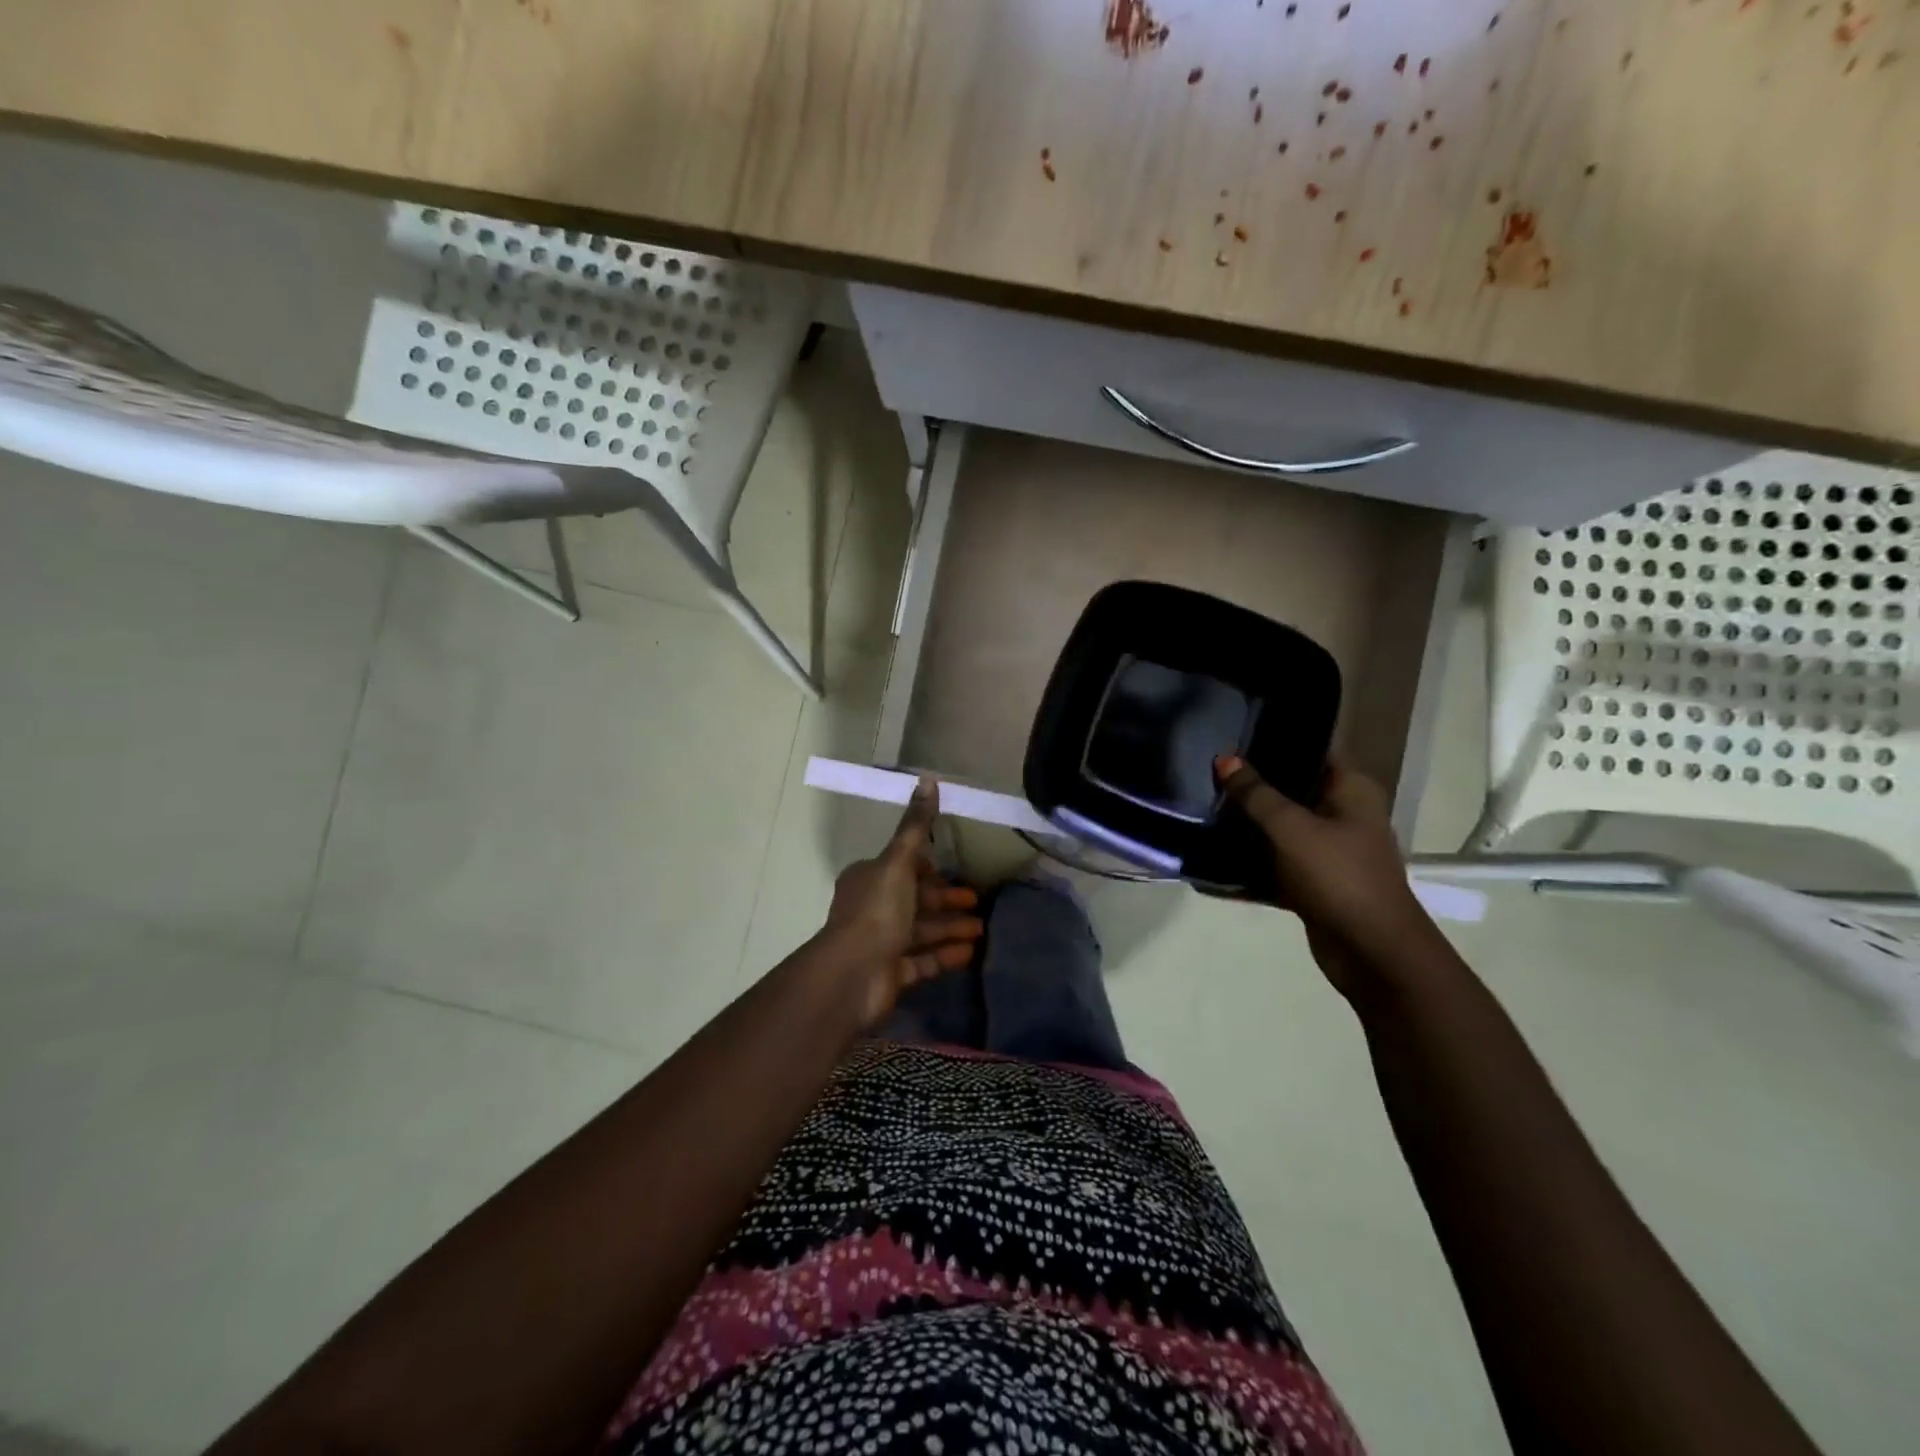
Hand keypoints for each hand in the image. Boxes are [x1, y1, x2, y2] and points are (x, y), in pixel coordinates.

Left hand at [816, 777, 983, 1027]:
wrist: (853, 975)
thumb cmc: (877, 911)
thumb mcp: (898, 862)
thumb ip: (916, 827)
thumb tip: (928, 780)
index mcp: (869, 879)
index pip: (902, 867)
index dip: (927, 867)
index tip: (954, 868)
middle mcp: (873, 908)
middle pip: (916, 900)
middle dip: (946, 899)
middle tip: (978, 900)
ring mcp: (882, 943)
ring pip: (922, 931)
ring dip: (951, 927)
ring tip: (982, 928)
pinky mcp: (892, 973)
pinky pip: (924, 961)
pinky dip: (946, 954)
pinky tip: (971, 952)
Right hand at [1214, 754, 1438, 996]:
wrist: (1371, 952)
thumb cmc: (1339, 877)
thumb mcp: (1292, 829)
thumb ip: (1256, 794)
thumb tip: (1225, 759)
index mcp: (1350, 791)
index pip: (1310, 753)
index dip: (1274, 744)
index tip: (1231, 739)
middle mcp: (1343, 816)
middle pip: (1291, 792)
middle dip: (1252, 787)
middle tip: (1207, 774)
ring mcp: (1328, 852)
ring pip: (1280, 830)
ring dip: (1247, 826)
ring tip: (1202, 808)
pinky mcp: (1313, 883)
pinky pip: (1275, 865)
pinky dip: (1249, 865)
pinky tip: (1210, 858)